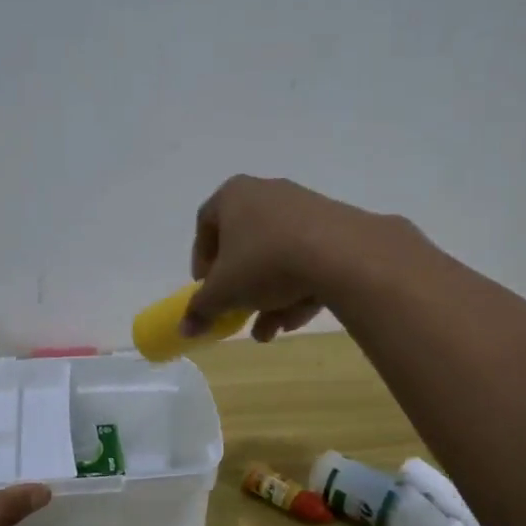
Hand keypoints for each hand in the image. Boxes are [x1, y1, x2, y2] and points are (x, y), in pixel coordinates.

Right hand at [184, 175, 398, 341]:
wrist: (341, 254)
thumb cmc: (265, 262)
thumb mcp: (224, 293)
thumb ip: (201, 310)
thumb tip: (184, 329)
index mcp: (234, 195)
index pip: (206, 224)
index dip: (201, 260)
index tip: (205, 289)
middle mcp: (267, 193)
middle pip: (245, 244)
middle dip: (239, 287)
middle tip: (237, 313)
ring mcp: (304, 208)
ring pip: (277, 257)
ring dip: (268, 297)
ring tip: (268, 332)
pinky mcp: (335, 227)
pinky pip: (307, 259)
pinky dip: (297, 289)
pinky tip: (295, 321)